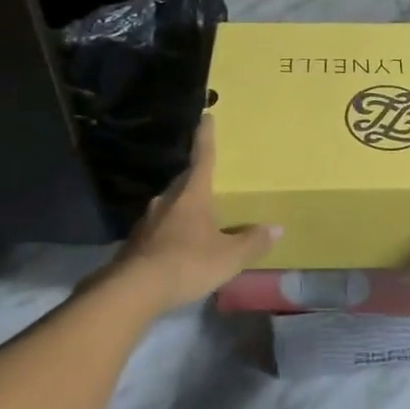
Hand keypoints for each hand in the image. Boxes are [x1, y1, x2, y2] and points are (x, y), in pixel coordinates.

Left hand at [112, 117, 278, 312]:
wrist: (132, 291)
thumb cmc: (187, 263)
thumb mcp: (229, 256)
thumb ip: (252, 242)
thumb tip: (276, 228)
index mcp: (192, 195)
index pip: (202, 158)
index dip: (205, 138)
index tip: (206, 117)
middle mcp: (166, 201)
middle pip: (183, 182)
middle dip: (195, 178)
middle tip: (207, 178)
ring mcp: (147, 222)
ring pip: (168, 206)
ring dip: (181, 207)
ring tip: (195, 217)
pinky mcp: (135, 244)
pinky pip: (158, 230)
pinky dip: (170, 232)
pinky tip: (176, 247)